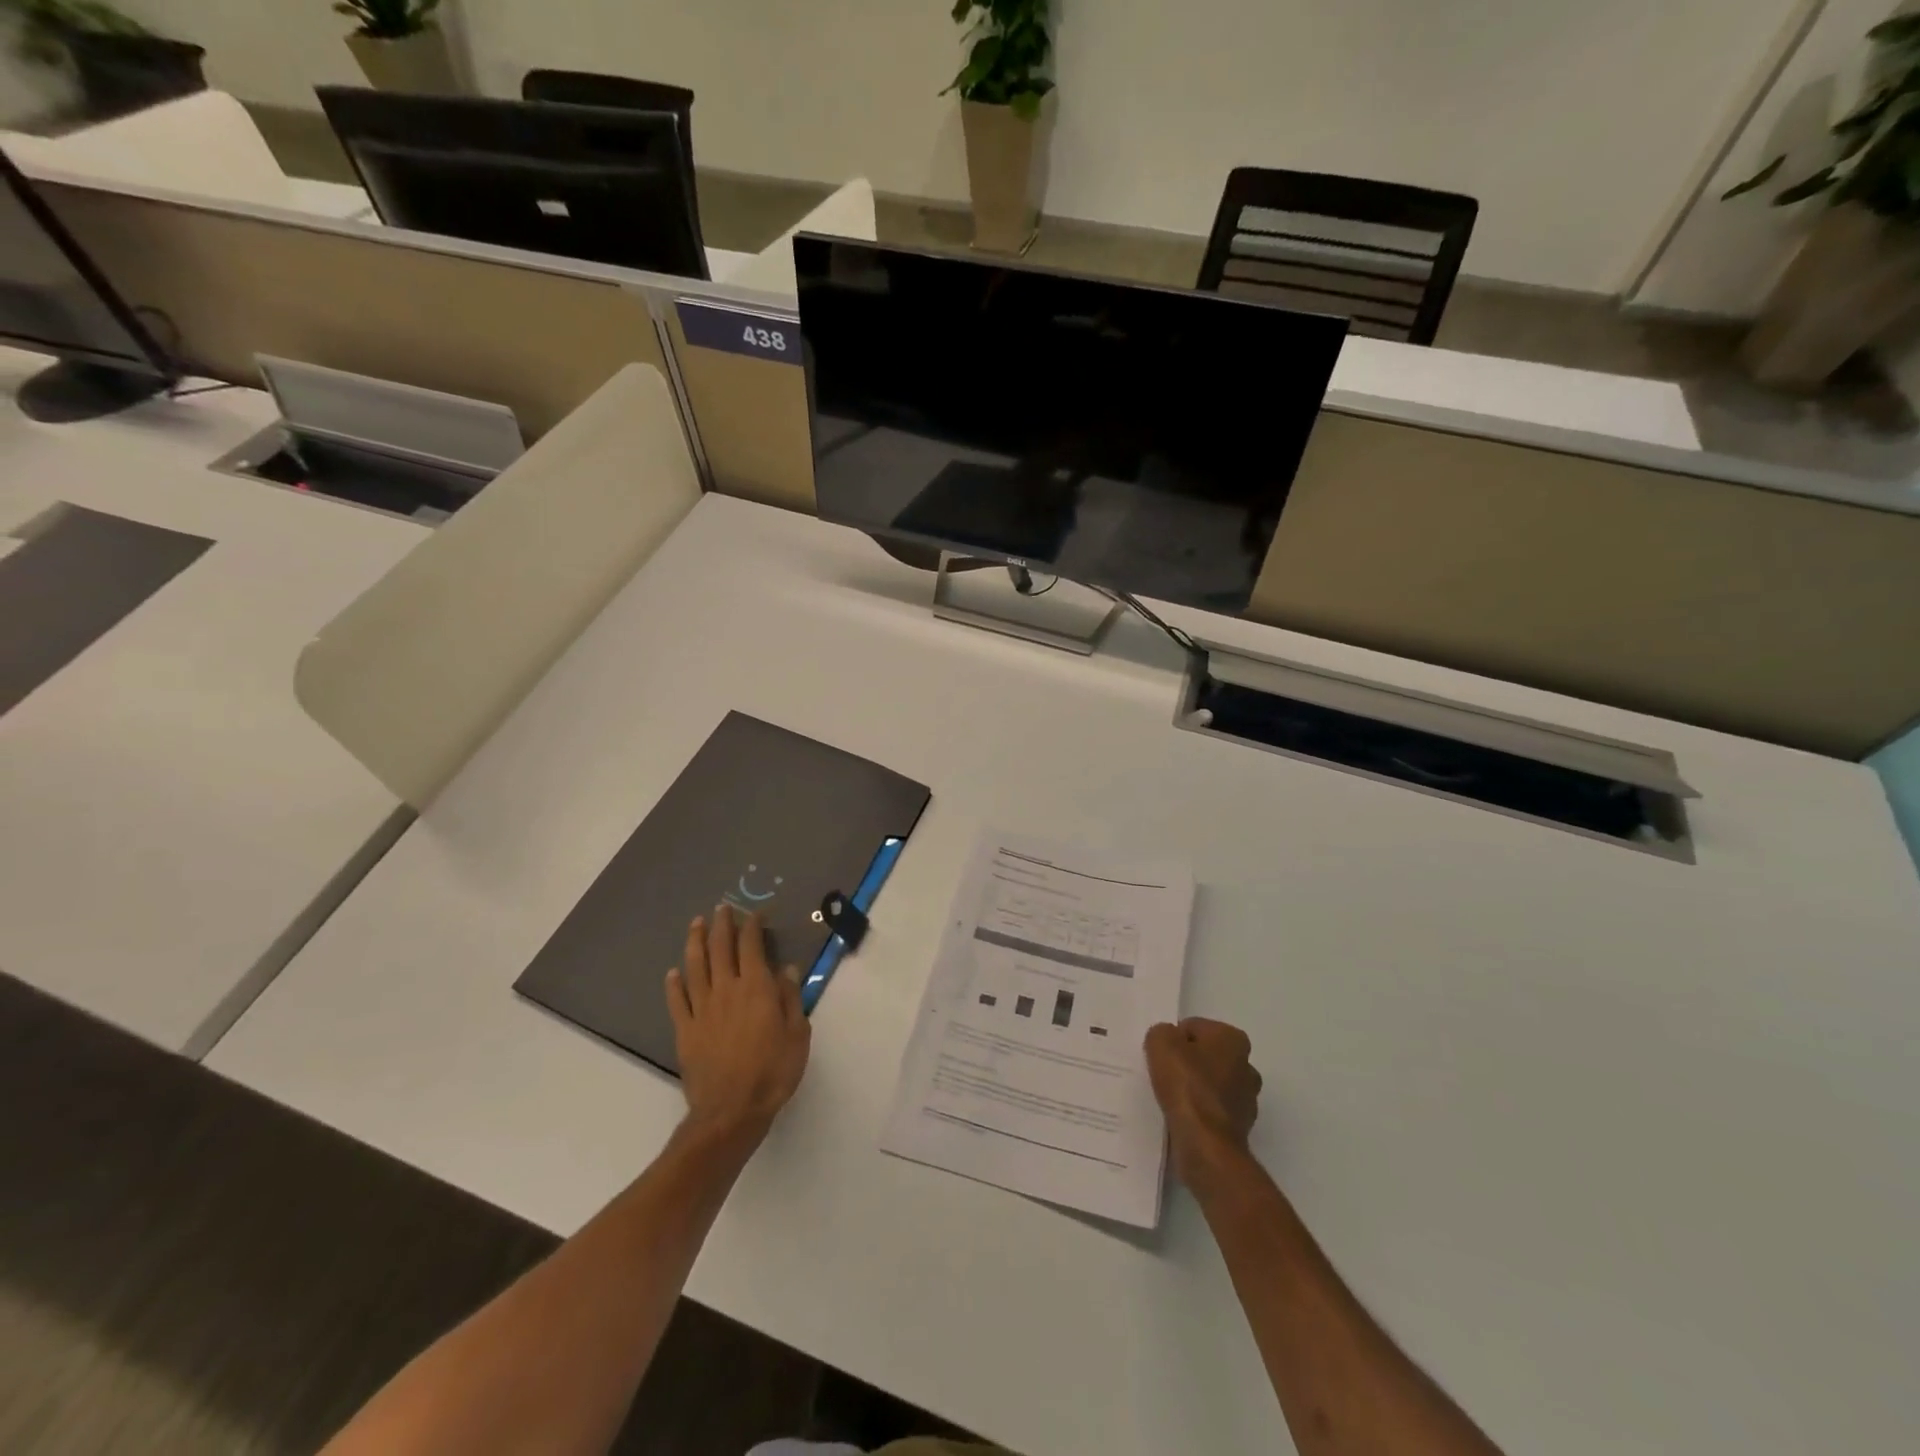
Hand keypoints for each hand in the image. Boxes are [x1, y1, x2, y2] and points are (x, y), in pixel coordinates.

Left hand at [665, 904, 810, 1141]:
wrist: (731, 1111)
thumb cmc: (773, 1071)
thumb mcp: (797, 1034)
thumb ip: (790, 998)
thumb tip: (785, 968)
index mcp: (756, 988)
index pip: (752, 947)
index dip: (752, 926)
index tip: (754, 913)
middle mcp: (727, 990)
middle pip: (721, 949)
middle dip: (722, 925)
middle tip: (721, 908)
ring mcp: (702, 1009)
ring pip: (695, 967)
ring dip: (695, 943)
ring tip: (696, 925)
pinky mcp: (685, 1030)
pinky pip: (677, 1000)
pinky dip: (674, 984)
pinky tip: (673, 973)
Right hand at [1145, 1018, 1262, 1193]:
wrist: (1205, 1143)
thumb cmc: (1187, 1084)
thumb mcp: (1160, 1042)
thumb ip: (1162, 1033)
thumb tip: (1167, 1041)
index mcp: (1233, 1039)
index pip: (1194, 1028)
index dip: (1174, 1040)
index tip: (1161, 1056)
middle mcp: (1247, 1065)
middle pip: (1206, 1055)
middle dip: (1188, 1062)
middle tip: (1164, 1074)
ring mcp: (1247, 1099)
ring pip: (1211, 1084)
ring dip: (1194, 1088)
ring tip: (1171, 1098)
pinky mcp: (1240, 1127)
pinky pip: (1212, 1110)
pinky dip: (1199, 1111)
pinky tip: (1182, 1117)